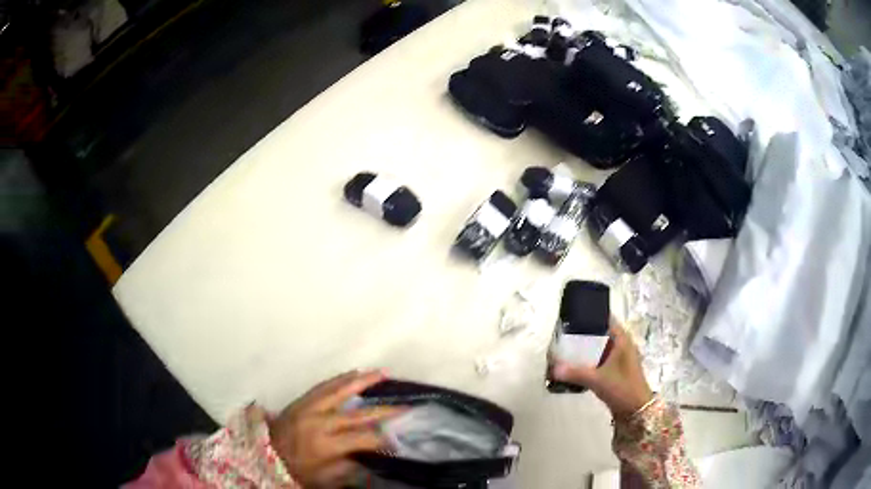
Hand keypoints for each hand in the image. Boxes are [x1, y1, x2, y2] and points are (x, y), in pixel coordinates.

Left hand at [268, 370, 404, 487]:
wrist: (266, 453)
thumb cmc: (298, 469)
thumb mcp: (326, 478)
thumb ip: (351, 468)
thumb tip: (376, 458)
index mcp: (326, 445)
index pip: (362, 439)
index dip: (383, 440)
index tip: (398, 441)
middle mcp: (319, 422)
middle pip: (356, 414)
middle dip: (383, 410)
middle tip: (404, 405)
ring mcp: (309, 407)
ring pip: (339, 391)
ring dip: (361, 382)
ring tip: (381, 373)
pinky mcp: (301, 400)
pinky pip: (323, 386)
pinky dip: (339, 379)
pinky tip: (352, 373)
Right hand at [552, 322, 652, 416]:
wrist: (636, 410)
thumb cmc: (621, 388)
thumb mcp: (597, 380)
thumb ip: (575, 373)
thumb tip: (553, 368)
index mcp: (622, 340)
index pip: (606, 319)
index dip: (591, 315)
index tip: (572, 316)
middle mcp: (622, 344)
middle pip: (601, 333)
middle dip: (584, 333)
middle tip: (563, 333)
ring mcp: (620, 357)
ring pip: (601, 347)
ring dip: (586, 347)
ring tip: (565, 347)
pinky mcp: (617, 369)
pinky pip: (601, 358)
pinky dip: (590, 358)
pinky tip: (576, 364)